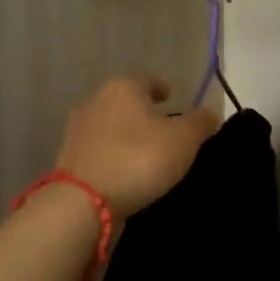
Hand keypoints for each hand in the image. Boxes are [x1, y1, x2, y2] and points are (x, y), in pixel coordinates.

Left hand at [57, 75, 220, 217]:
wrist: (84, 202)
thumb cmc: (139, 159)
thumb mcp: (184, 139)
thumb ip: (200, 122)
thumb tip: (210, 114)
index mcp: (123, 88)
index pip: (146, 78)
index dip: (162, 87)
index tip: (172, 97)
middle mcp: (95, 102)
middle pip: (125, 102)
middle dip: (144, 113)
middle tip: (166, 129)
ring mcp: (77, 132)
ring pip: (111, 128)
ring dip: (128, 136)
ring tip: (149, 155)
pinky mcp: (69, 161)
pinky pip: (101, 153)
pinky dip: (115, 158)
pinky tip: (128, 173)